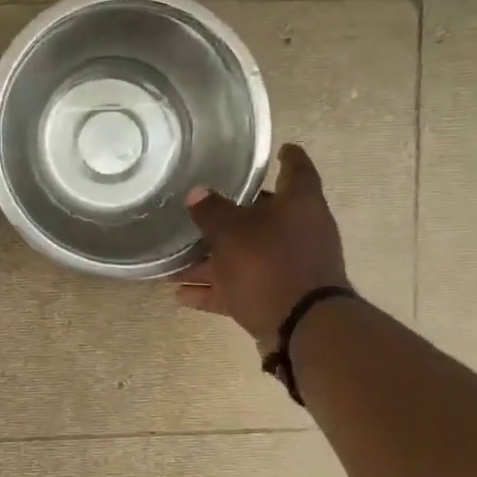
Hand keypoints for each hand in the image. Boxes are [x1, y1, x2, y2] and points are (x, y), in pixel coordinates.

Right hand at [173, 144, 349, 347]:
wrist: (303, 327)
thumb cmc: (269, 264)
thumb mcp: (232, 232)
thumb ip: (212, 211)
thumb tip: (197, 192)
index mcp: (298, 204)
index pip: (296, 169)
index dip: (286, 157)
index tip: (278, 149)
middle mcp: (299, 231)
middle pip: (261, 217)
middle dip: (228, 218)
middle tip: (200, 212)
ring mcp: (289, 267)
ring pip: (244, 256)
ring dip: (211, 262)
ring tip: (173, 267)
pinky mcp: (278, 297)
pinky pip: (240, 287)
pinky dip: (214, 290)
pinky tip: (182, 296)